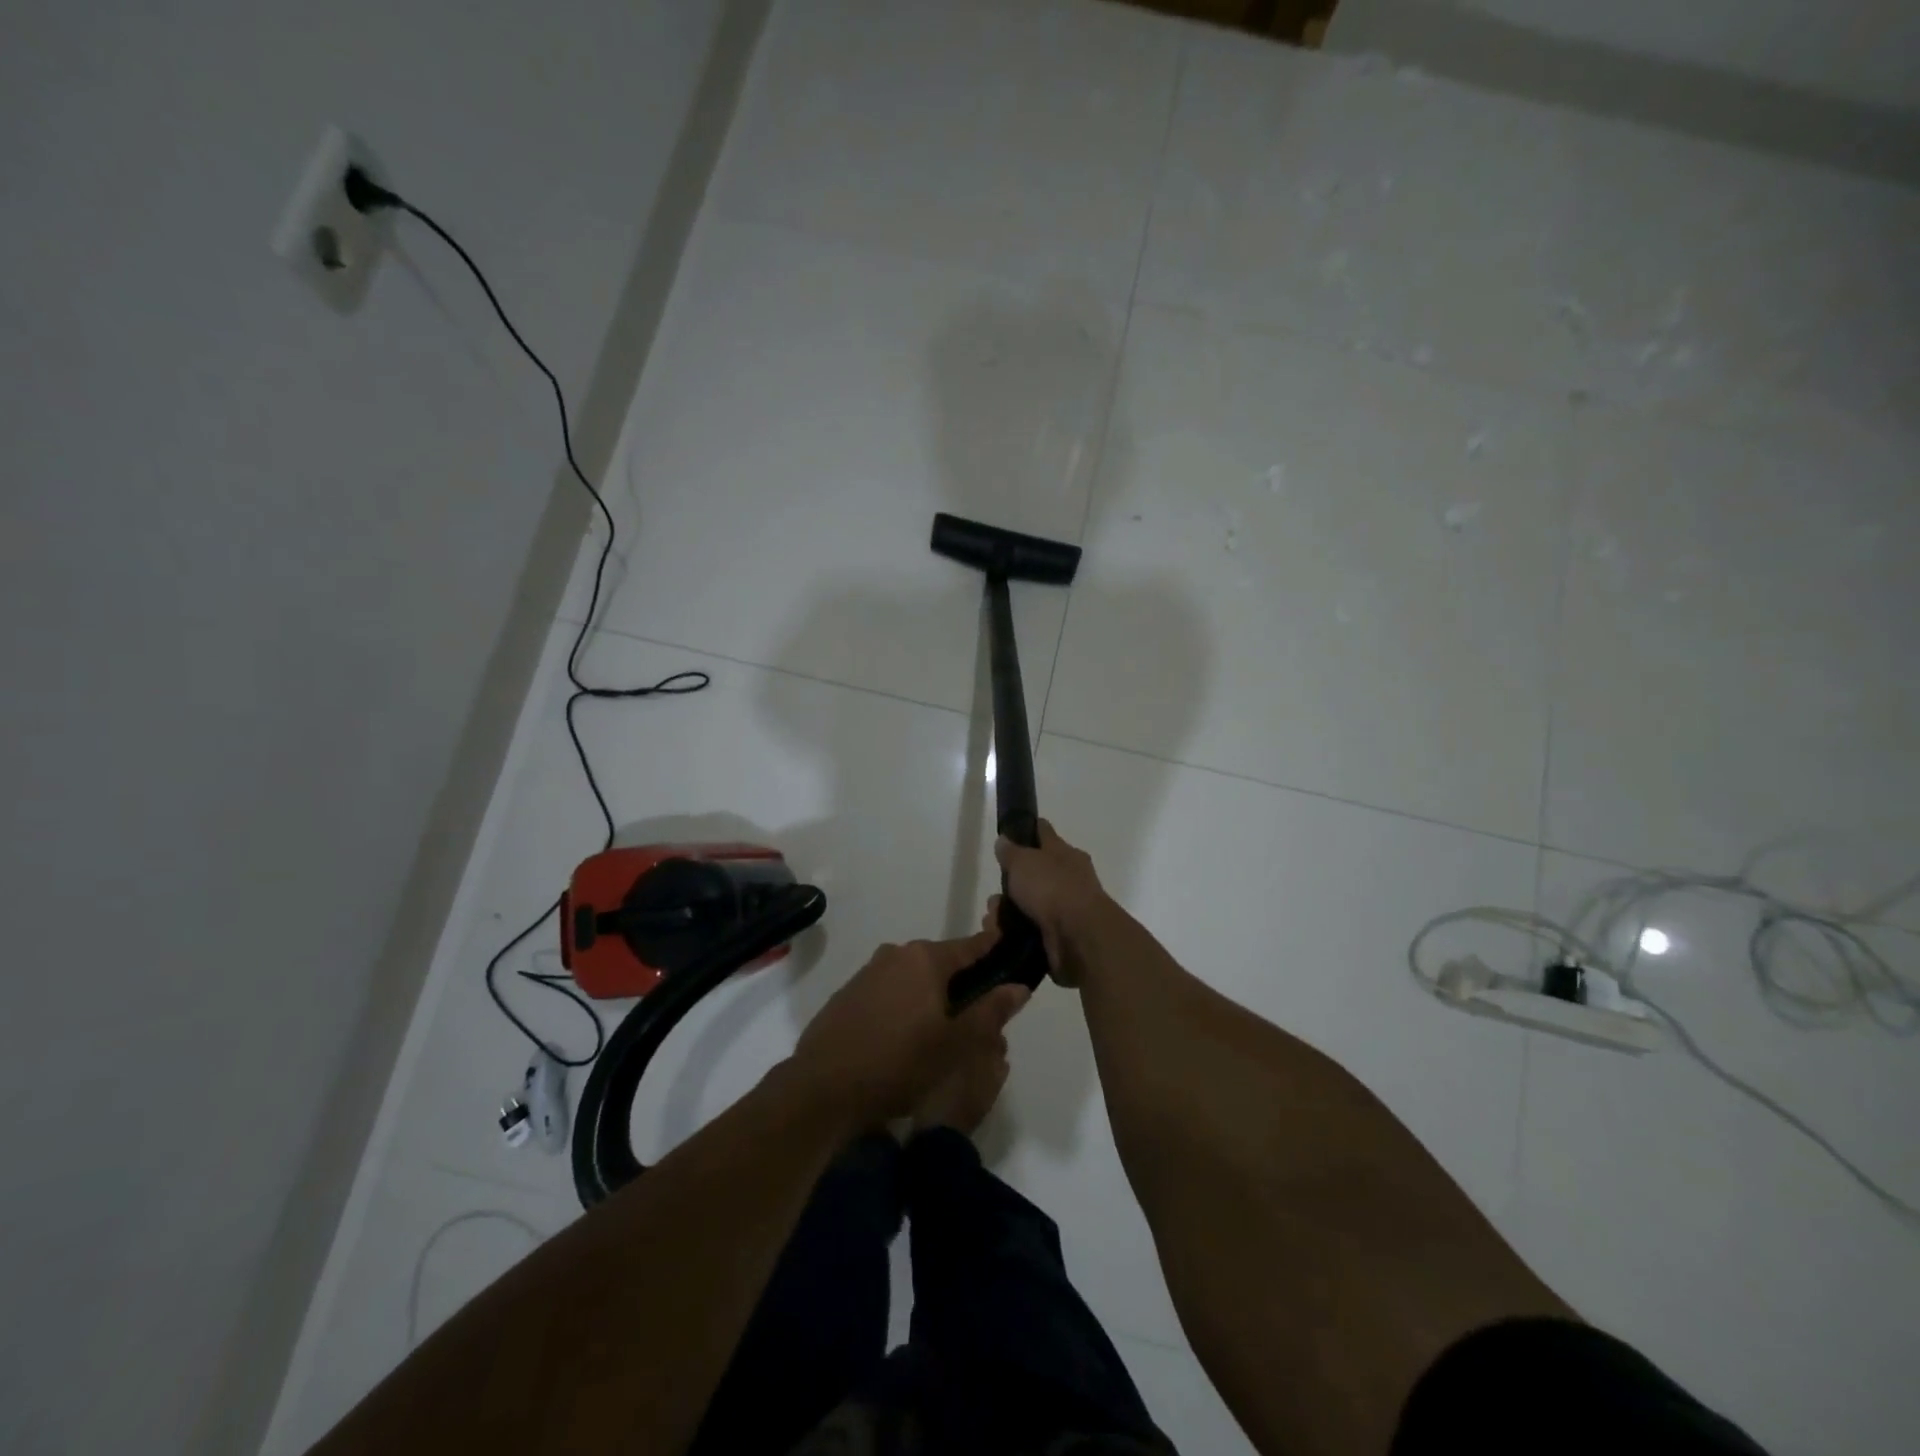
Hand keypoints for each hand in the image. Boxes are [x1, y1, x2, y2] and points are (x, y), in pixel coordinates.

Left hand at [790, 928, 1029, 1132]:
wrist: (821, 1089)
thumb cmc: (897, 1063)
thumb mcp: (954, 1045)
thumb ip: (990, 1012)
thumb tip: (1019, 987)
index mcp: (924, 959)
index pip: (970, 946)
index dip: (993, 950)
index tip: (1010, 954)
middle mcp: (895, 955)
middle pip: (940, 962)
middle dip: (960, 984)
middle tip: (975, 1018)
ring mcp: (867, 973)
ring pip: (912, 978)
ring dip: (929, 997)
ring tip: (939, 1034)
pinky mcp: (846, 995)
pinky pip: (886, 993)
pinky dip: (901, 1007)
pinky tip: (901, 1040)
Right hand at [990, 819, 1109, 985]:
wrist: (1079, 937)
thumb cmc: (1052, 888)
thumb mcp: (1024, 861)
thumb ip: (1011, 851)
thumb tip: (1004, 840)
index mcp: (1065, 854)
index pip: (1044, 834)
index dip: (1027, 831)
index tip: (1009, 834)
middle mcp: (1069, 879)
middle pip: (1034, 875)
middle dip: (1010, 886)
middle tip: (994, 898)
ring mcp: (1066, 910)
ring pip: (1029, 906)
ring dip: (1007, 913)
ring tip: (992, 921)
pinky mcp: (1060, 937)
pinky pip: (1030, 931)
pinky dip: (1014, 934)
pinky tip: (1000, 937)